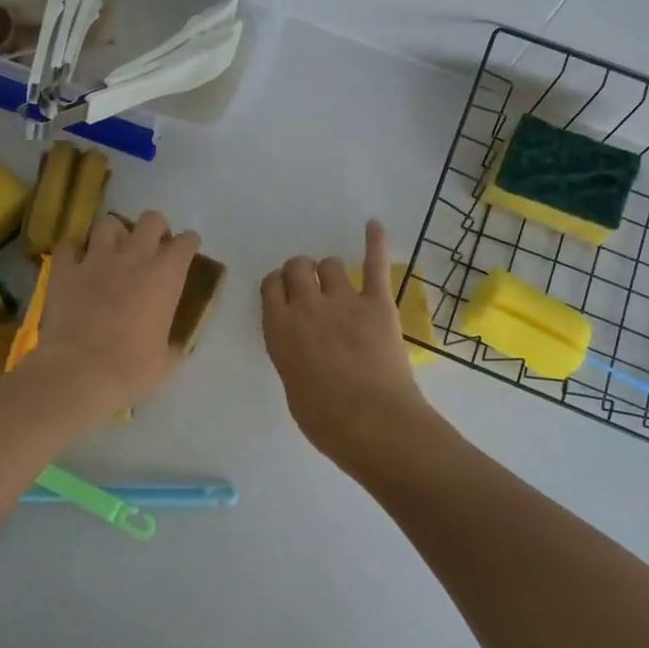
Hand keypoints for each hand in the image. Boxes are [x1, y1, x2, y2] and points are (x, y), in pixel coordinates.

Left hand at [32, 210, 199, 413]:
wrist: (80, 372)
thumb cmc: (132, 368)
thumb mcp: (166, 360)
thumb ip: (171, 342)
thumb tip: (171, 344)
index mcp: (166, 276)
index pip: (186, 242)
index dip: (188, 244)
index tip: (186, 252)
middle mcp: (134, 257)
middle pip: (152, 220)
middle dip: (155, 229)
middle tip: (152, 248)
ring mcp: (96, 259)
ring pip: (109, 224)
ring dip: (115, 235)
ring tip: (113, 252)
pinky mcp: (65, 270)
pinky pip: (68, 247)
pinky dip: (73, 253)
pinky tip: (76, 265)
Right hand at [261, 220, 434, 462]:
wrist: (373, 423)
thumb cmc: (325, 420)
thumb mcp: (292, 385)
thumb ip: (292, 354)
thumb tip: (303, 346)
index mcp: (279, 328)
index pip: (270, 286)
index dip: (278, 287)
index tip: (284, 295)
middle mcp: (307, 306)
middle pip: (297, 267)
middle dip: (300, 273)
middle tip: (310, 289)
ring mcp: (344, 300)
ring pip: (331, 264)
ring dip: (330, 271)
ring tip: (338, 285)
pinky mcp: (378, 303)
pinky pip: (375, 264)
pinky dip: (375, 242)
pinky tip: (374, 224)